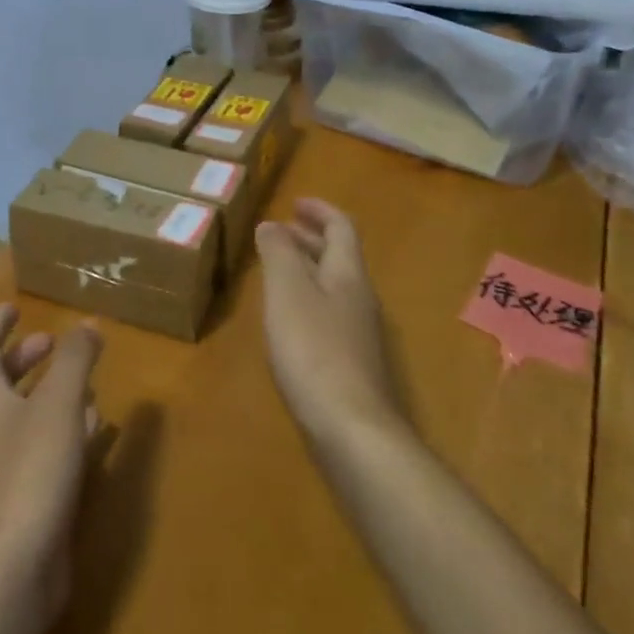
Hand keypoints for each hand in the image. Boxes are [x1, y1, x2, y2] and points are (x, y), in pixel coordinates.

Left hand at [0, 304, 101, 624]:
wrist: (15, 568)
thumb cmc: (32, 471)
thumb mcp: (58, 404)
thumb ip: (75, 360)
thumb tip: (87, 323)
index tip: (13, 306)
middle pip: (4, 382)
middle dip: (26, 358)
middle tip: (53, 342)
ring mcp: (9, 466)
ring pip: (29, 416)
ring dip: (51, 393)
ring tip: (84, 381)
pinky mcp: (31, 497)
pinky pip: (48, 448)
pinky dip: (69, 430)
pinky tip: (95, 429)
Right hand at [256, 199, 401, 442]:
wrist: (352, 430)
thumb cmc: (315, 351)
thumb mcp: (288, 292)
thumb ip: (279, 254)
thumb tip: (272, 225)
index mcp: (348, 275)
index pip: (341, 228)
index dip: (320, 211)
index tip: (294, 203)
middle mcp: (360, 298)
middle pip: (339, 257)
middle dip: (310, 238)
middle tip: (279, 232)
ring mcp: (359, 334)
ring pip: (334, 287)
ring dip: (307, 269)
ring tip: (277, 271)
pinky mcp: (351, 364)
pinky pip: (329, 315)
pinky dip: (307, 301)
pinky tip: (287, 320)